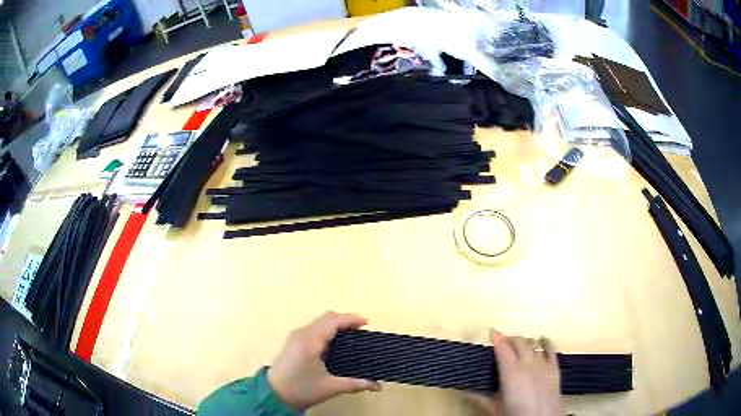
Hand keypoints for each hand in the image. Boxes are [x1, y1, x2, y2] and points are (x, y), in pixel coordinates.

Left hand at [268, 311, 381, 409]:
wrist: (274, 395)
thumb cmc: (302, 390)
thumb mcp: (331, 387)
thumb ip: (355, 384)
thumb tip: (377, 385)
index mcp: (310, 341)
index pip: (332, 321)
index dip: (350, 319)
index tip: (366, 322)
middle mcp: (301, 334)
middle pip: (326, 318)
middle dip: (344, 321)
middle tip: (360, 331)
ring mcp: (295, 337)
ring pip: (318, 322)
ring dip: (335, 324)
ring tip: (351, 336)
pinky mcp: (292, 342)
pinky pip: (313, 328)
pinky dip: (326, 330)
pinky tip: (334, 343)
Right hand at [467, 330, 564, 415]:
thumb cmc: (517, 414)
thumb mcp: (496, 409)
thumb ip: (480, 399)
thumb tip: (463, 392)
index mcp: (511, 371)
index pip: (503, 348)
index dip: (497, 338)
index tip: (492, 332)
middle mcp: (527, 363)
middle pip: (519, 342)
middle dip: (510, 339)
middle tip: (502, 341)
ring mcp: (542, 363)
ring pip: (532, 344)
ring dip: (524, 342)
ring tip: (518, 343)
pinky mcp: (554, 367)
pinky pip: (550, 349)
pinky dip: (546, 342)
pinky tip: (542, 339)